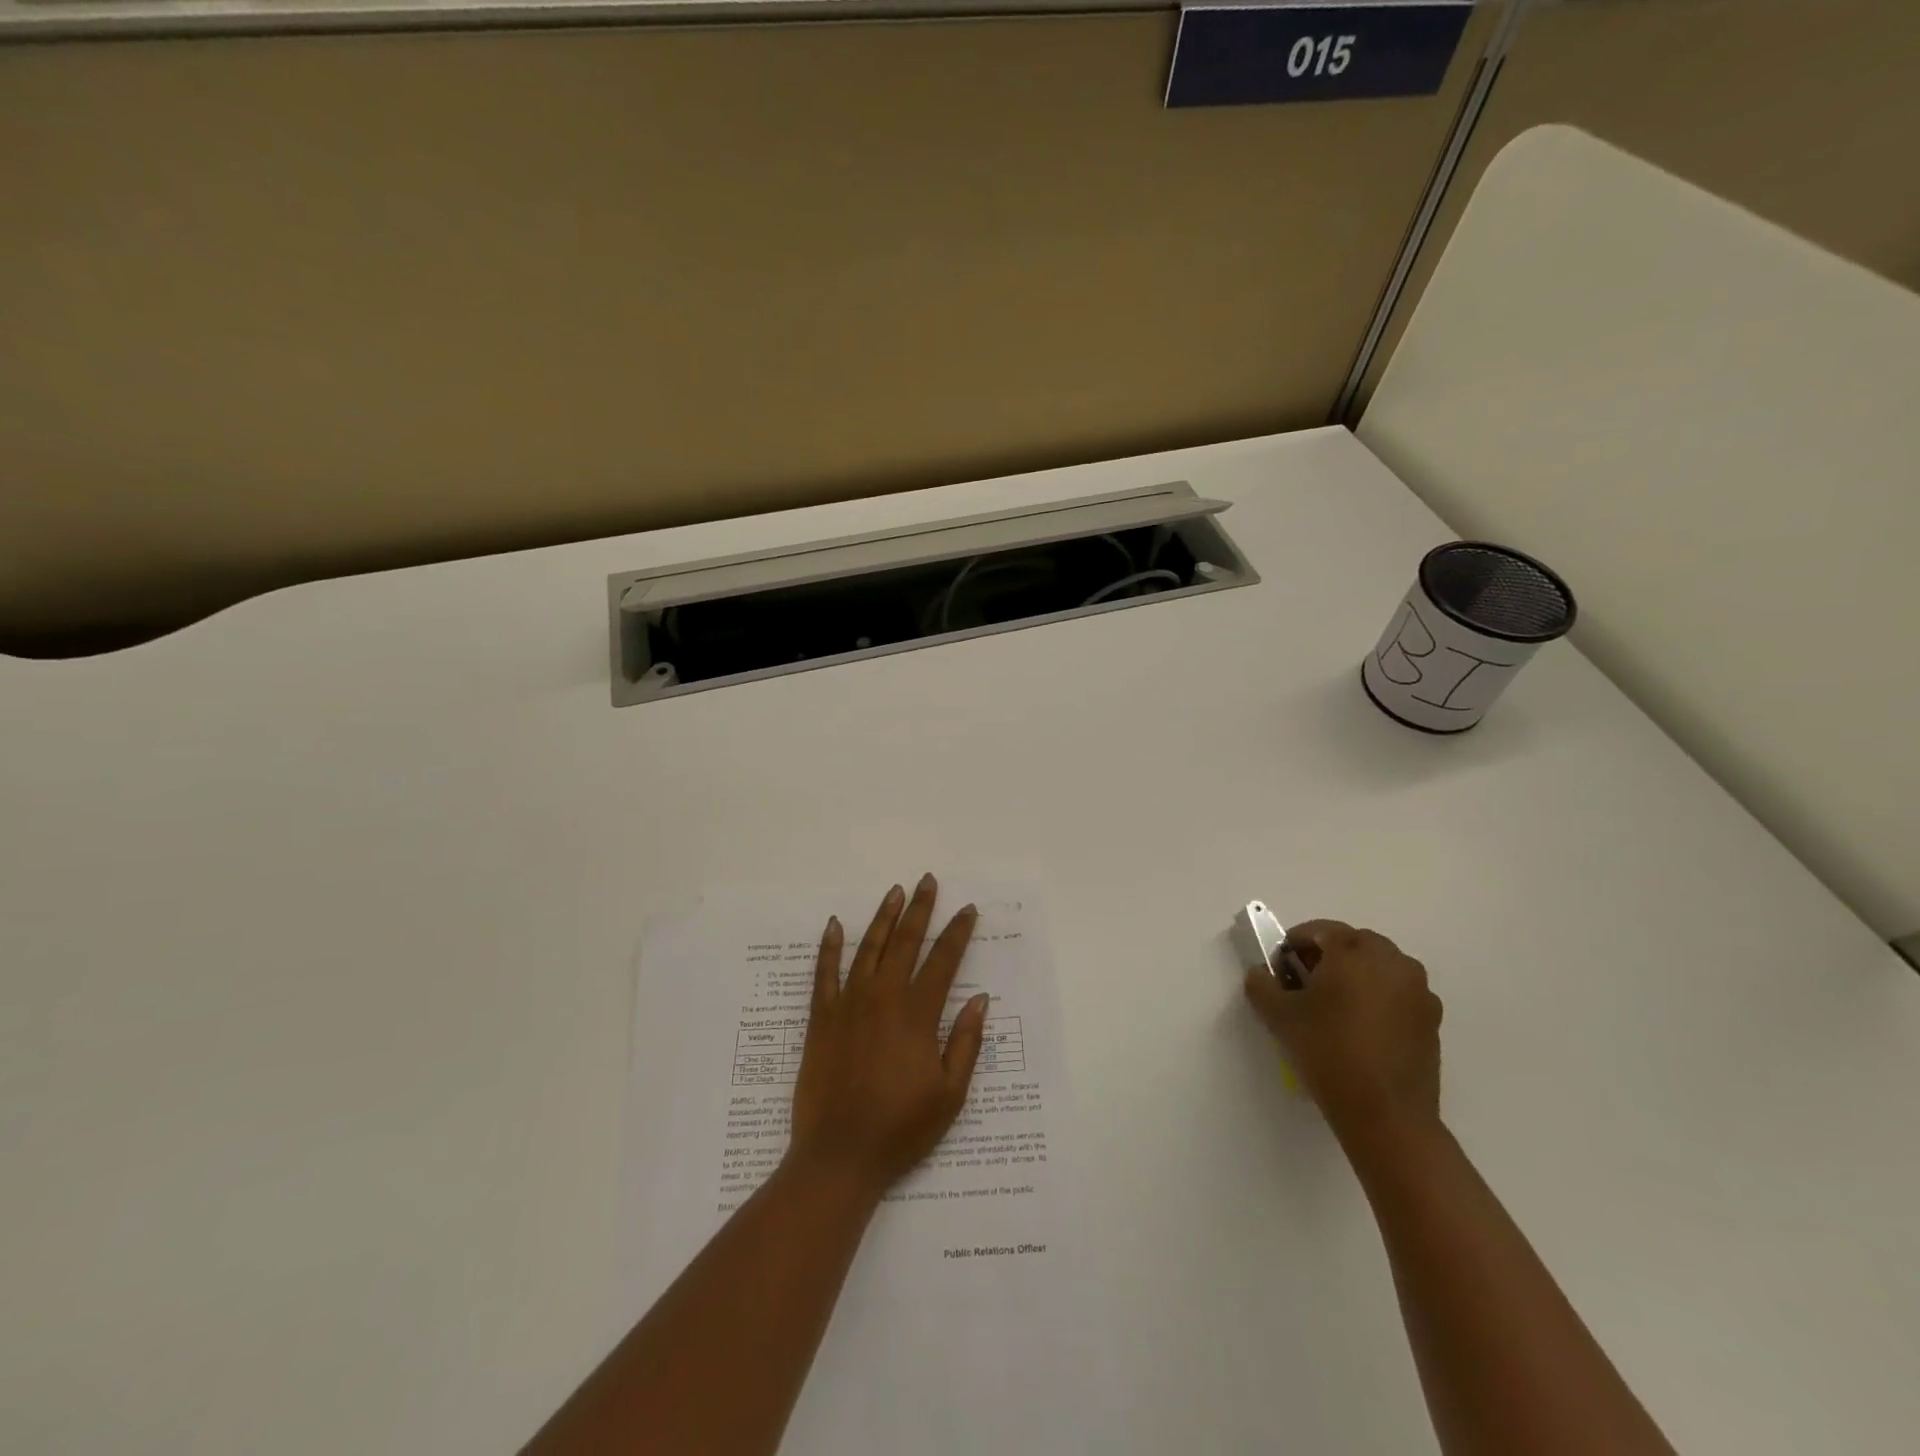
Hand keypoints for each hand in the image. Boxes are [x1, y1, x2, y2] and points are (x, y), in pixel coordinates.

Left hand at [788, 875, 989, 1195]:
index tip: (968, 909)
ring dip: (884, 918)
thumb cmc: (901, 1128)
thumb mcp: (950, 1094)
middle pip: (906, 942)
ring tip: (895, 892)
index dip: (958, 933)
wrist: (839, 1155)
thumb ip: (965, 1042)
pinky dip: (830, 947)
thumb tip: (980, 999)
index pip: (943, 961)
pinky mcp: (821, 1018)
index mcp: (917, 1014)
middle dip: (921, 909)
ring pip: (869, 948)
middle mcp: (883, 998)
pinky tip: (835, 925)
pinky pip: (824, 973)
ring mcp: (848, 1004)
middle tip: (928, 881)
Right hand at [1243, 919, 1442, 1144]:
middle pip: (1354, 943)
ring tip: (1336, 1006)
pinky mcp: (1432, 1018)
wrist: (1386, 1115)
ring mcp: (1418, 990)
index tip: (1280, 966)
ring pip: (1380, 966)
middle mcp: (1392, 961)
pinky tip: (1362, 1027)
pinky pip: (1399, 992)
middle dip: (1328, 955)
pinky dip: (1379, 997)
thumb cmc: (1328, 1053)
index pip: (1320, 930)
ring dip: (1356, 974)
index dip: (1295, 943)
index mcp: (1354, 952)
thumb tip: (1261, 973)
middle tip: (1305, 983)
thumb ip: (1261, 984)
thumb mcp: (1279, 1016)